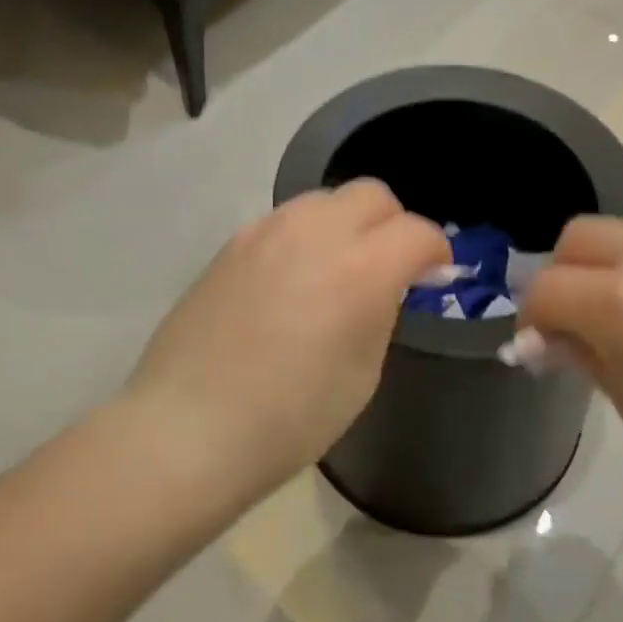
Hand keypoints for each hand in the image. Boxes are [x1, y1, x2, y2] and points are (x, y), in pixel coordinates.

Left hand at [124, 180, 450, 501]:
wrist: (187, 426)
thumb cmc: (289, 419)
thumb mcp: (362, 374)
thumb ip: (381, 311)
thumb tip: (388, 284)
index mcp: (360, 269)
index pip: (416, 232)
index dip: (435, 252)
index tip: (435, 275)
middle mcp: (315, 232)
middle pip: (372, 195)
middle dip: (393, 223)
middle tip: (390, 265)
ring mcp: (267, 230)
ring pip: (326, 200)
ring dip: (347, 224)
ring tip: (339, 269)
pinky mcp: (234, 241)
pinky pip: (286, 220)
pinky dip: (306, 236)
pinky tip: (293, 279)